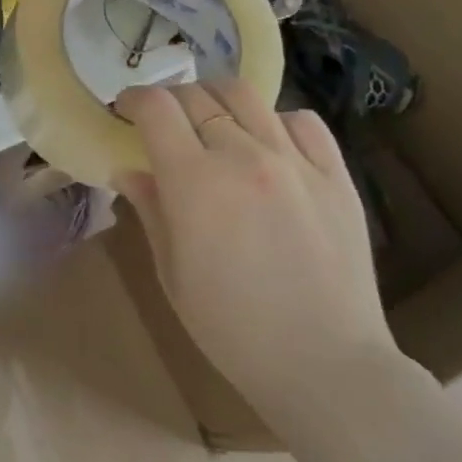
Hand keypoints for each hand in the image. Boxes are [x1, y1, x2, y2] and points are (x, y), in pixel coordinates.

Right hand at [114, 81, 400, 422]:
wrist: (325, 366)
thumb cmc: (232, 328)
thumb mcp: (172, 272)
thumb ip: (150, 208)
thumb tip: (128, 169)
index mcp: (195, 182)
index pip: (156, 108)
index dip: (134, 100)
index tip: (125, 110)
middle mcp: (245, 156)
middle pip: (197, 96)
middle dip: (170, 101)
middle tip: (164, 124)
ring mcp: (296, 161)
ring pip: (247, 96)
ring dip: (217, 100)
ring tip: (212, 123)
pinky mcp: (336, 175)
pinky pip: (302, 121)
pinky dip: (274, 120)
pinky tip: (268, 144)